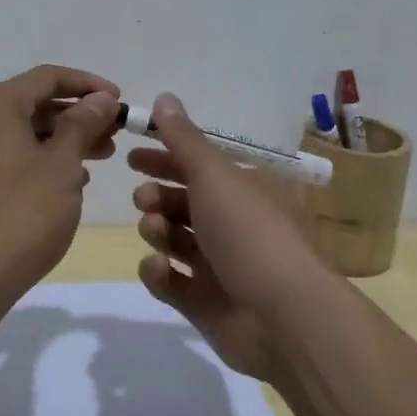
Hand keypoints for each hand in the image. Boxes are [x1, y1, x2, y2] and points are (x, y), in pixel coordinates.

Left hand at [0, 65, 120, 293]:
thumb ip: (83, 124)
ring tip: (101, 156)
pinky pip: (8, 155)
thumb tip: (100, 99)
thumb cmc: (23, 212)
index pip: (48, 77)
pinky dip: (40, 158)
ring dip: (63, 139)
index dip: (88, 85)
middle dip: (78, 115)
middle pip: (34, 103)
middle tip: (115, 133)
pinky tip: (71, 180)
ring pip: (22, 131)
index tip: (120, 101)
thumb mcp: (63, 164)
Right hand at [129, 93, 337, 382]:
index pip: (201, 166)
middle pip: (185, 202)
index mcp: (245, 190)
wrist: (283, 318)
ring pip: (174, 239)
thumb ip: (183, 138)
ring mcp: (220, 266)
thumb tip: (164, 97)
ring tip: (153, 228)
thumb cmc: (249, 232)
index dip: (167, 156)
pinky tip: (159, 267)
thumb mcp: (215, 174)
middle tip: (142, 196)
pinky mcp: (205, 303)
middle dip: (158, 194)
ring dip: (157, 228)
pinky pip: (171, 282)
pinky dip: (160, 272)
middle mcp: (234, 224)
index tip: (133, 155)